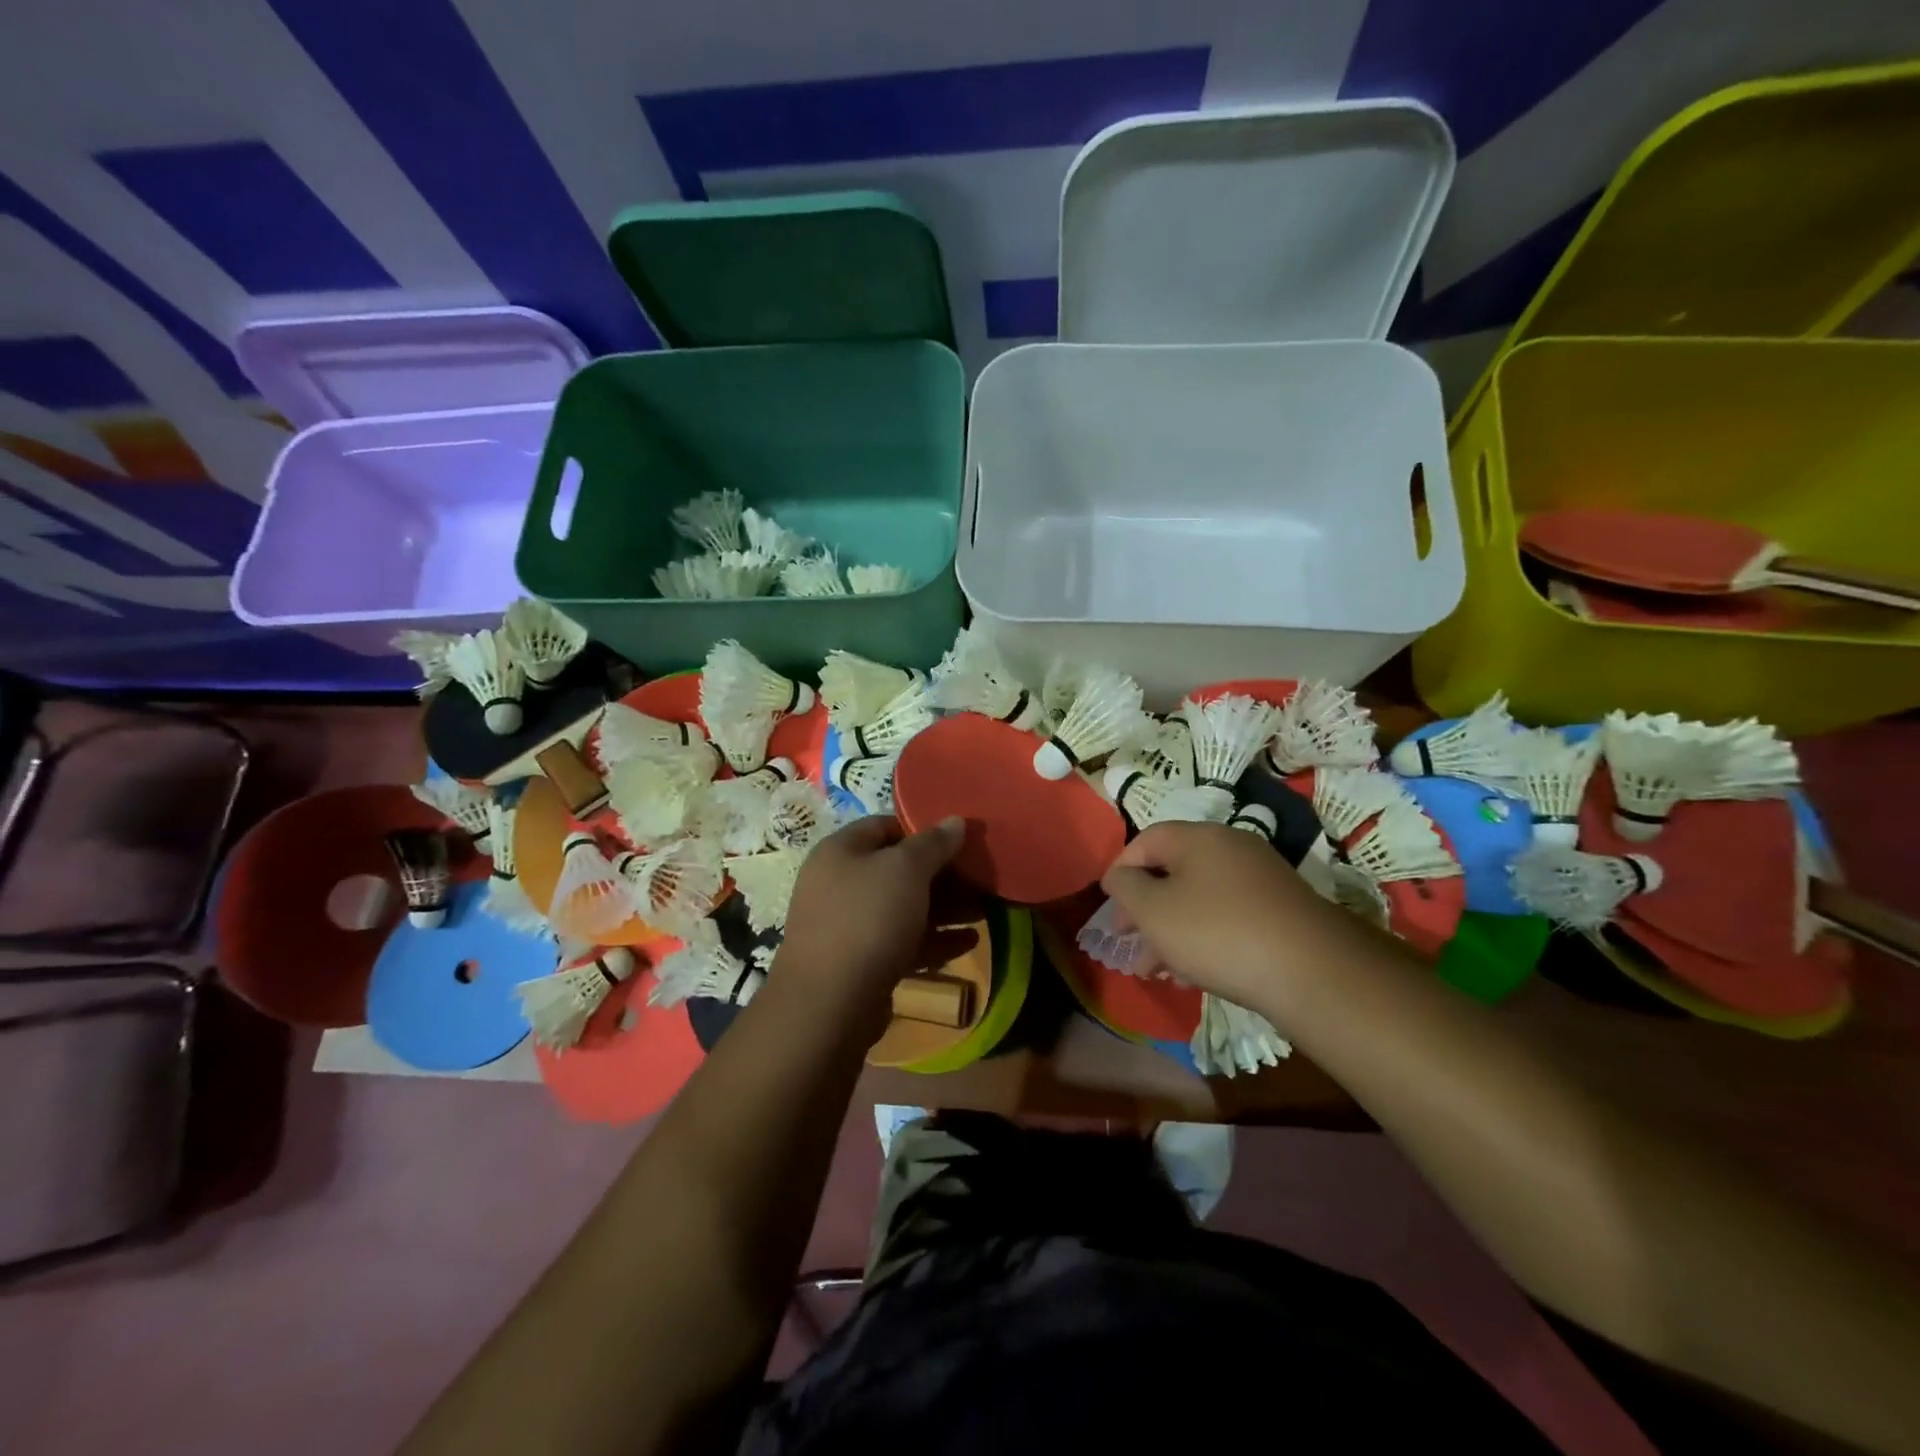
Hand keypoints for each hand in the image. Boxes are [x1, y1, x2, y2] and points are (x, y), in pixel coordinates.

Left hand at [776, 815, 978, 1020]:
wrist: (830, 1004)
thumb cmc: (868, 919)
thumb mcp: (906, 870)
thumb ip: (933, 843)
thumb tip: (955, 820)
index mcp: (841, 852)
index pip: (886, 826)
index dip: (924, 830)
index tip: (961, 840)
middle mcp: (840, 884)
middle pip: (898, 870)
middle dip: (942, 875)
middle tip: (981, 878)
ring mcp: (849, 926)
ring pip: (904, 908)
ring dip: (945, 909)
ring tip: (985, 910)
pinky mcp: (862, 963)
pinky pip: (903, 942)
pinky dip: (934, 939)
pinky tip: (970, 942)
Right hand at [1100, 821, 1333, 1010]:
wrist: (1311, 971)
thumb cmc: (1217, 932)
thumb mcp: (1154, 910)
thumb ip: (1126, 887)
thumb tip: (1121, 875)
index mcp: (1199, 837)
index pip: (1146, 840)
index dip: (1121, 870)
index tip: (1109, 904)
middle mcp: (1231, 848)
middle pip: (1173, 871)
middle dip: (1144, 908)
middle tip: (1126, 940)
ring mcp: (1261, 879)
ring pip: (1199, 899)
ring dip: (1170, 931)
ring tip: (1155, 970)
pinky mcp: (1280, 911)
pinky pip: (1227, 916)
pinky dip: (1203, 938)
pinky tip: (1193, 975)